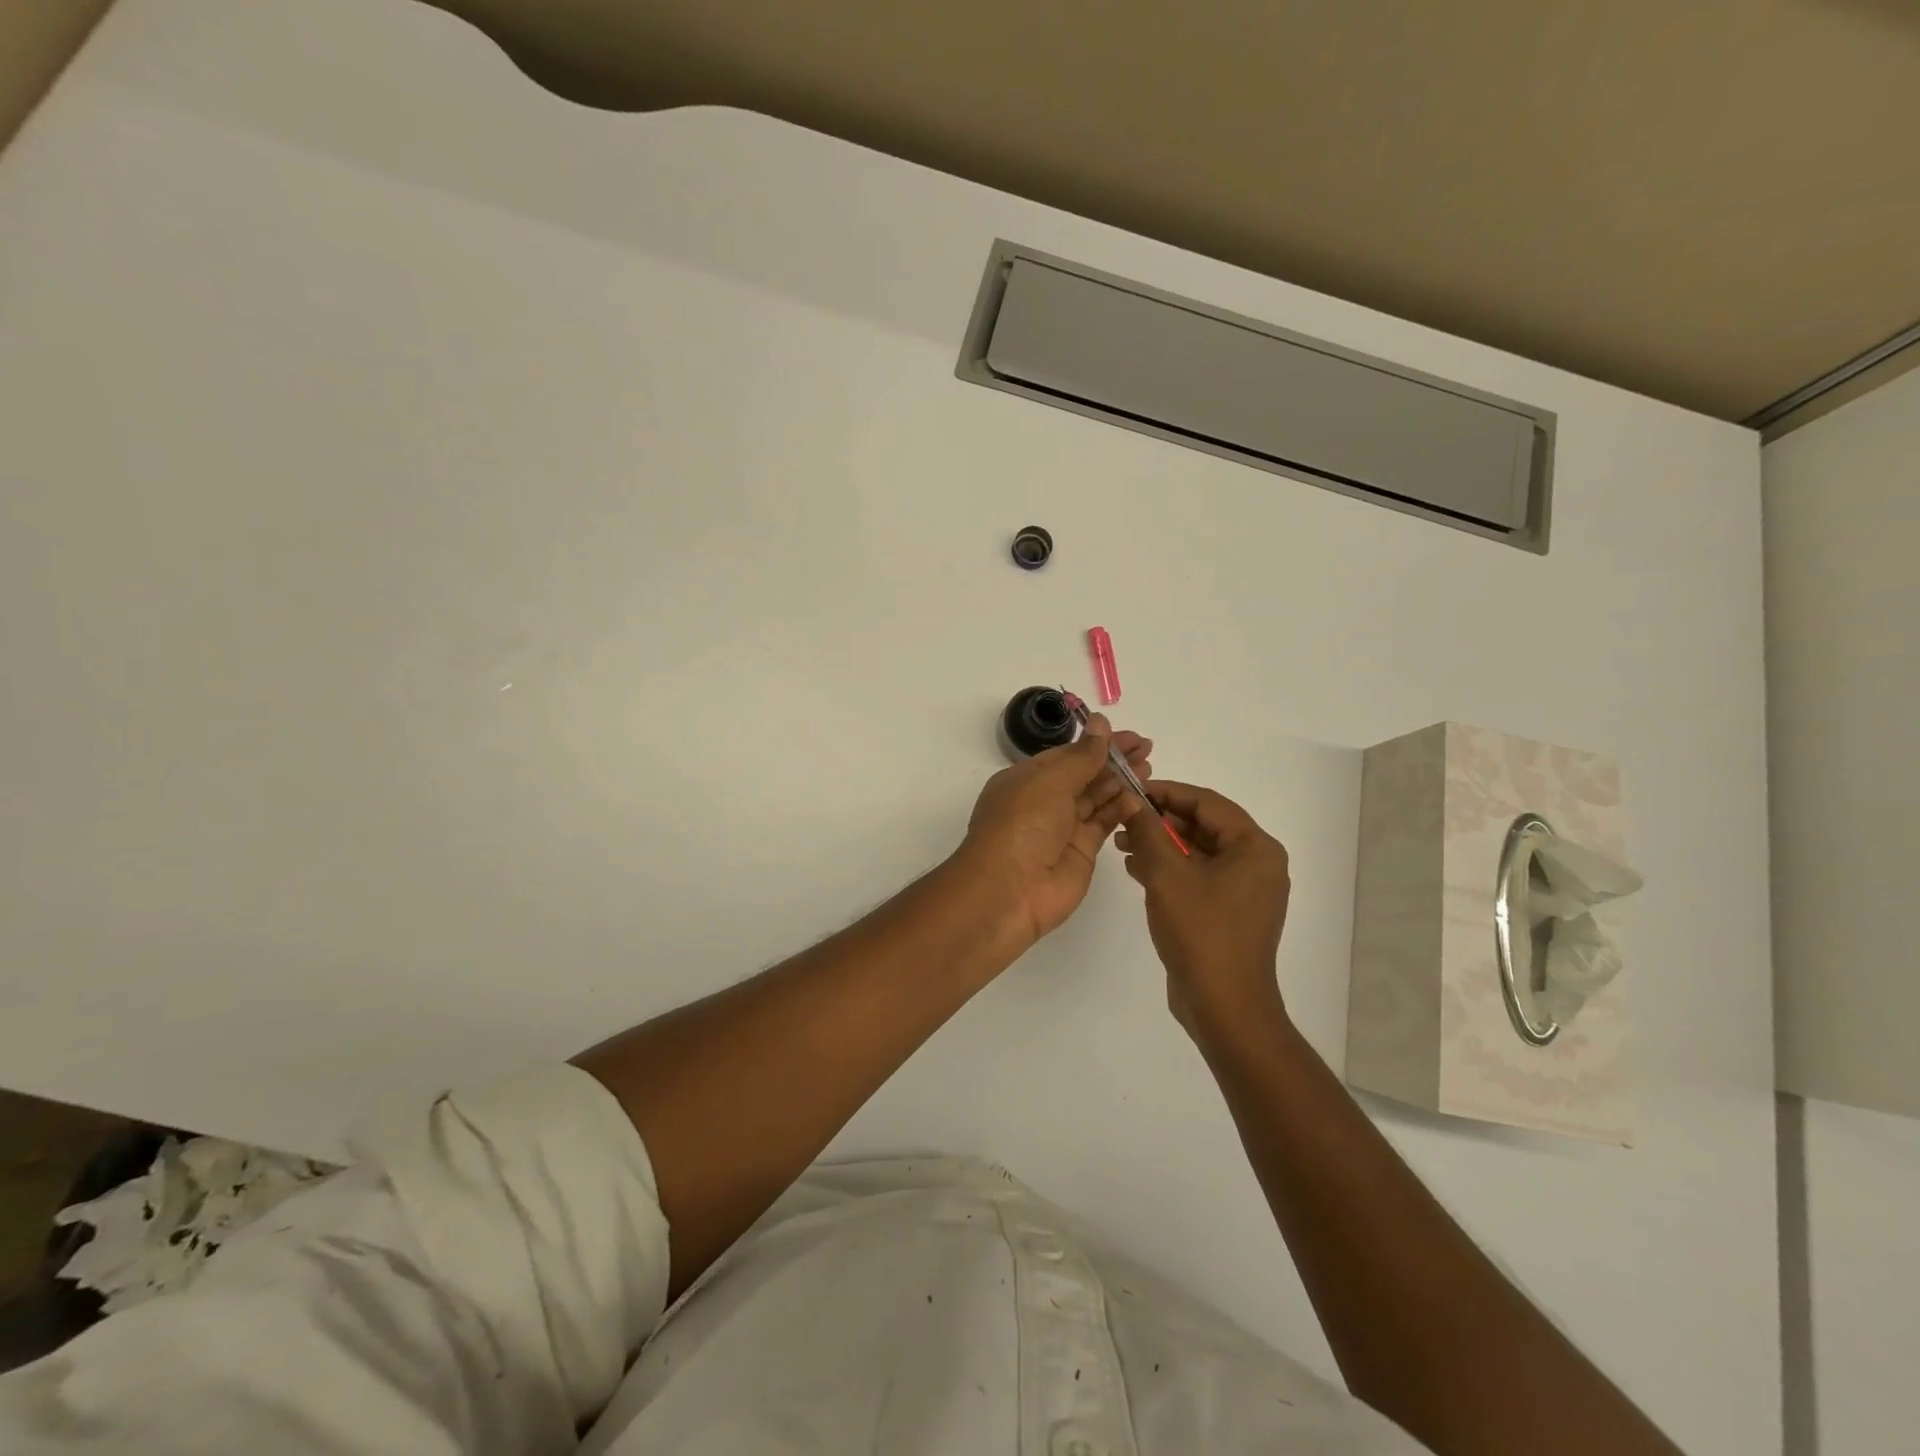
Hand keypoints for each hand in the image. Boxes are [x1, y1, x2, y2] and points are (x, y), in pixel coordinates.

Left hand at [956, 714, 1152, 948]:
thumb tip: (1100, 723)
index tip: (1127, 735)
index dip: (1096, 743)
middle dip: (1114, 761)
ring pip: (1096, 798)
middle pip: (1084, 775)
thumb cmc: (1022, 825)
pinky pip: (1104, 824)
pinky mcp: (1081, 852)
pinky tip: (1139, 798)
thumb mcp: (1050, 782)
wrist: (1009, 891)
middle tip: (1147, 747)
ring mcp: (1063, 828)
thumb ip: (1081, 757)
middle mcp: (1043, 801)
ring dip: (1121, 782)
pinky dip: (1121, 810)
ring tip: (1149, 766)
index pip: (1066, 755)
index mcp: (1026, 779)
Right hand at [1117, 781, 1290, 1036]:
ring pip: (1198, 853)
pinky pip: (1199, 877)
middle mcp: (1258, 864)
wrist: (1224, 1006)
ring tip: (1121, 843)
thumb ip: (1148, 832)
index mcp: (1255, 848)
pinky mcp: (1230, 913)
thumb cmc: (1200, 932)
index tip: (1131, 789)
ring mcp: (1246, 891)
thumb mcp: (1166, 874)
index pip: (1207, 803)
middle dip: (1160, 821)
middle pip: (1204, 826)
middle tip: (1122, 818)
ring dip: (1161, 845)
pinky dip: (1170, 870)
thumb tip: (1132, 802)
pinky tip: (1136, 869)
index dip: (1166, 793)